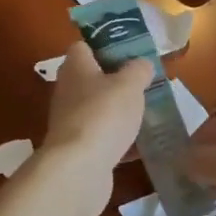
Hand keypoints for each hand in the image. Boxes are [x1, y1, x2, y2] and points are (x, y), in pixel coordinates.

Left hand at [41, 43, 150, 215]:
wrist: (79, 170)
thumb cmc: (103, 114)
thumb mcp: (130, 84)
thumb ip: (138, 70)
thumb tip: (141, 64)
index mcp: (76, 67)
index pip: (83, 47)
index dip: (104, 45)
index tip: (129, 52)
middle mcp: (68, 91)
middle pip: (92, 78)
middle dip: (117, 81)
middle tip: (144, 84)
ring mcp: (71, 122)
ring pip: (99, 109)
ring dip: (119, 112)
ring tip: (147, 113)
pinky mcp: (78, 150)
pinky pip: (103, 138)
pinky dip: (120, 141)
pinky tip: (142, 146)